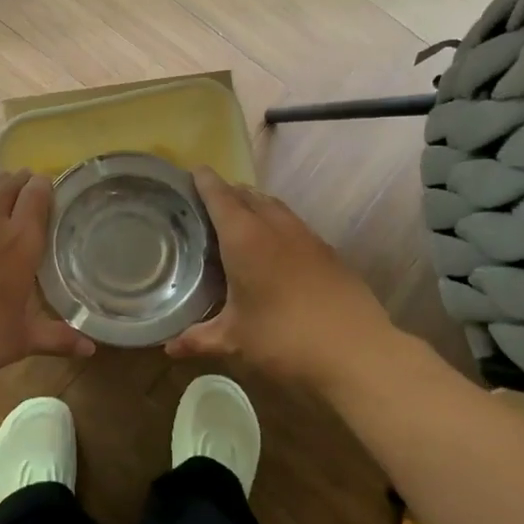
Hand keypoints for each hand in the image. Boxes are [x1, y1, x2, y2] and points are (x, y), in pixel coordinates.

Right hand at [167, 167, 398, 393]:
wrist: (357, 351)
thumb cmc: (284, 339)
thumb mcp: (235, 340)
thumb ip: (198, 339)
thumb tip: (167, 349)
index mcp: (245, 238)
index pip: (220, 197)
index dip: (205, 182)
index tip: (193, 171)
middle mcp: (275, 227)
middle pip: (249, 195)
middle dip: (229, 192)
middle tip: (209, 200)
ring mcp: (306, 237)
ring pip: (275, 206)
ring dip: (255, 204)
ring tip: (240, 217)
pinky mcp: (328, 252)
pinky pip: (294, 224)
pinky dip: (277, 223)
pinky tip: (274, 247)